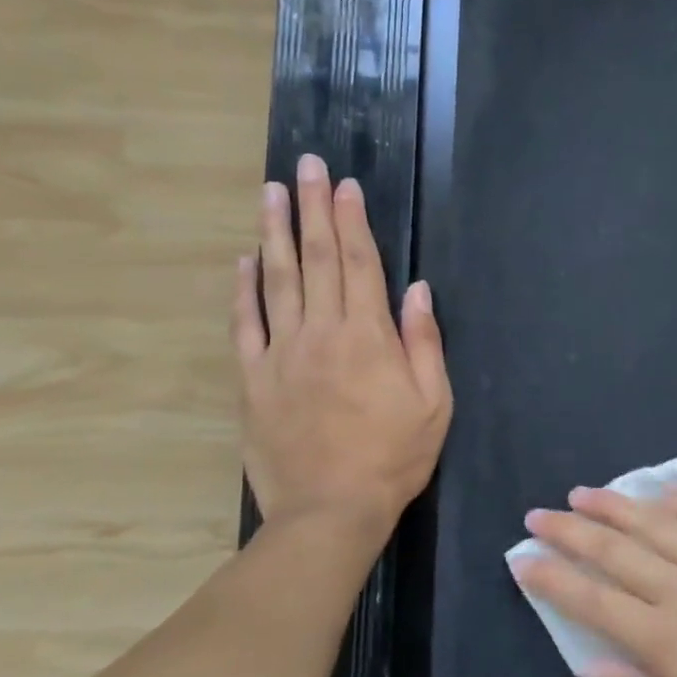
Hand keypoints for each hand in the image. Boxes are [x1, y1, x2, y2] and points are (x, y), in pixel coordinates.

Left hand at [233, 153, 452, 546]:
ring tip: (269, 193)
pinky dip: (243, 290)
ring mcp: (281, 354)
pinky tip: (243, 260)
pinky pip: (245, 325)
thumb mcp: (433, 402)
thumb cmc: (394, 456)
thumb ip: (424, 342)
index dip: (351, 220)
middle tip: (303, 166)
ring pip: (276, 280)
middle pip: (315, 259)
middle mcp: (321, 332)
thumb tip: (418, 289)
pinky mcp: (253, 380)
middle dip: (311, 208)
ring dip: (274, 232)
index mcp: (368, 336)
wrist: (330, 510)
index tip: (343, 184)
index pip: (359, 263)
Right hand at [512, 489, 676, 676]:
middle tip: (537, 516)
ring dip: (615, 506)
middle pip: (615, 553)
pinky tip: (661, 490)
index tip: (523, 561)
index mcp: (667, 640)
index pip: (594, 603)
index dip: (553, 580)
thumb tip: (591, 667)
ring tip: (582, 493)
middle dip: (570, 533)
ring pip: (655, 525)